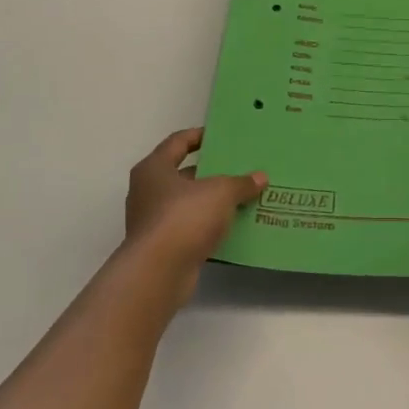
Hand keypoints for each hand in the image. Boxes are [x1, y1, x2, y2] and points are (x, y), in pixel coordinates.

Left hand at [122, 127, 266, 299]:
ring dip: (212, 201)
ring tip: (243, 197)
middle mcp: (148, 191)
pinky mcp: (162, 246)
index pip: (177, 142)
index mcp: (154, 169)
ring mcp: (153, 221)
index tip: (221, 136)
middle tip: (240, 168)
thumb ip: (240, 183)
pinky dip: (209, 226)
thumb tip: (260, 177)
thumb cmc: (184, 217)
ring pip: (188, 203)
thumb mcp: (220, 192)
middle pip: (183, 174)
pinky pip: (190, 228)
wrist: (159, 272)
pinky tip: (233, 226)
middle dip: (211, 172)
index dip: (199, 136)